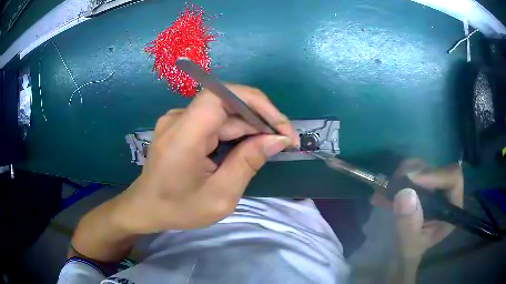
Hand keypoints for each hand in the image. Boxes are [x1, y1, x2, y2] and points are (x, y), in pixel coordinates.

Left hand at [113, 84, 299, 233]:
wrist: (146, 208)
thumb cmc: (178, 208)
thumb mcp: (219, 196)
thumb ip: (247, 163)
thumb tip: (277, 139)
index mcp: (184, 135)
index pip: (221, 95)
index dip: (255, 102)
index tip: (280, 127)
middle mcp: (179, 118)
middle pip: (227, 103)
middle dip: (260, 119)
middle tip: (285, 142)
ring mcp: (178, 119)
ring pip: (223, 112)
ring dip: (250, 126)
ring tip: (271, 146)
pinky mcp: (181, 125)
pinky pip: (213, 120)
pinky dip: (235, 131)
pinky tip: (247, 146)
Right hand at [371, 159, 463, 258]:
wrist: (400, 254)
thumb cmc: (408, 253)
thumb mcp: (407, 245)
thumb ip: (408, 225)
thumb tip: (405, 192)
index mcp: (451, 208)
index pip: (453, 178)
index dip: (435, 174)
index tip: (411, 180)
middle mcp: (445, 193)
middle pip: (436, 168)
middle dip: (413, 175)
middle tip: (391, 185)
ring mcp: (433, 186)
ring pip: (422, 166)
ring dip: (401, 176)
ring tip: (383, 193)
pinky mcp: (421, 184)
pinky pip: (410, 170)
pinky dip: (395, 178)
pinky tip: (383, 193)